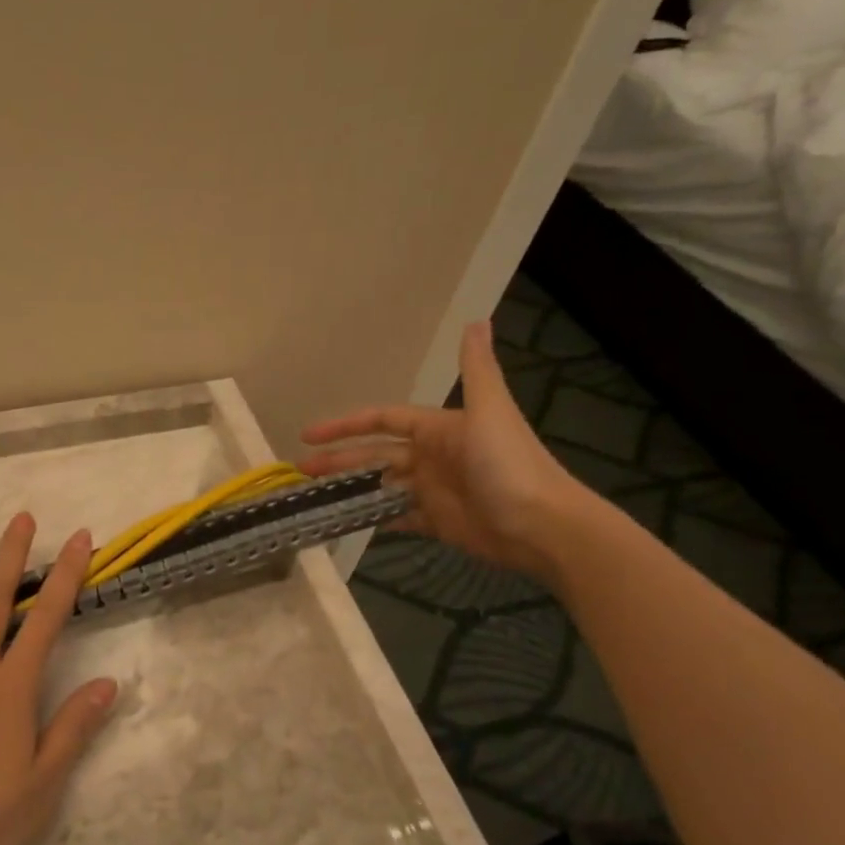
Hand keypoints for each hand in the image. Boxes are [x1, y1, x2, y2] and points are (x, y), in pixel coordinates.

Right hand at [300, 320, 593, 579]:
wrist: (542, 526)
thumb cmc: (509, 465)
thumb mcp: (490, 411)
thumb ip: (476, 368)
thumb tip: (476, 318)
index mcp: (438, 429)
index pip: (382, 420)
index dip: (346, 425)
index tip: (310, 434)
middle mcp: (432, 456)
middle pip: (375, 454)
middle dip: (339, 459)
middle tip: (302, 468)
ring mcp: (433, 490)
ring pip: (381, 484)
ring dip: (351, 486)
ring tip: (315, 493)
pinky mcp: (437, 522)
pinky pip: (398, 517)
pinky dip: (375, 516)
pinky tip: (348, 518)